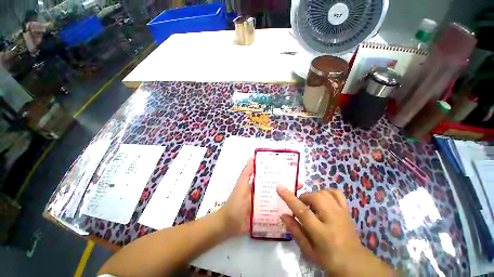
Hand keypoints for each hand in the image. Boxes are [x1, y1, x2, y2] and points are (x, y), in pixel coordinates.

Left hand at [218, 158, 302, 236]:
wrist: (229, 223)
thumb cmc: (236, 201)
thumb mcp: (241, 185)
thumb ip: (246, 173)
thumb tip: (251, 157)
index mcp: (257, 186)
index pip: (270, 178)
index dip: (280, 175)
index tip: (291, 173)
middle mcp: (262, 194)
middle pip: (276, 189)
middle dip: (287, 187)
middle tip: (300, 187)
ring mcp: (264, 206)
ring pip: (278, 200)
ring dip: (287, 199)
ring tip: (300, 198)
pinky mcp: (265, 216)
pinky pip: (275, 212)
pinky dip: (283, 211)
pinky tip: (294, 212)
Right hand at [277, 187, 394, 276]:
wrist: (355, 263)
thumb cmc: (329, 259)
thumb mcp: (309, 250)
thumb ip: (295, 231)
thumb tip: (283, 215)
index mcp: (322, 234)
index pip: (303, 211)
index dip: (289, 198)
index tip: (279, 188)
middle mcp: (333, 220)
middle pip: (315, 198)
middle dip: (304, 197)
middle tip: (301, 206)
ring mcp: (342, 214)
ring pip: (324, 193)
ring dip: (313, 195)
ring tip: (311, 205)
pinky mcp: (347, 211)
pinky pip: (336, 193)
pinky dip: (326, 192)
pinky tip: (322, 199)